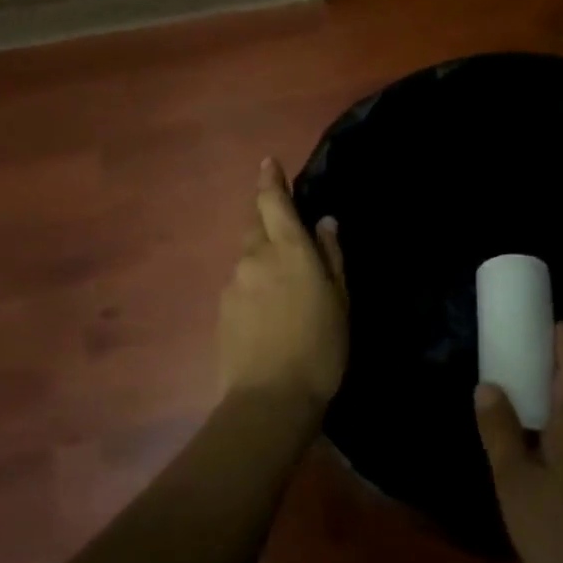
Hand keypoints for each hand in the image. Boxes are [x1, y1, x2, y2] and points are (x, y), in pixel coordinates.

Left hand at [216, 158, 348, 416]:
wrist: (270, 400)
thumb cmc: (320, 348)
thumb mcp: (340, 301)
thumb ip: (331, 257)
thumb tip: (324, 222)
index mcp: (289, 250)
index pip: (273, 202)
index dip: (270, 180)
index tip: (267, 163)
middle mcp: (255, 258)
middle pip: (255, 225)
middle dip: (266, 217)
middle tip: (284, 228)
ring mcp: (233, 283)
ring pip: (247, 256)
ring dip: (262, 257)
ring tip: (282, 284)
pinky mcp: (222, 309)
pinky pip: (240, 283)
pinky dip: (253, 284)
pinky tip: (267, 311)